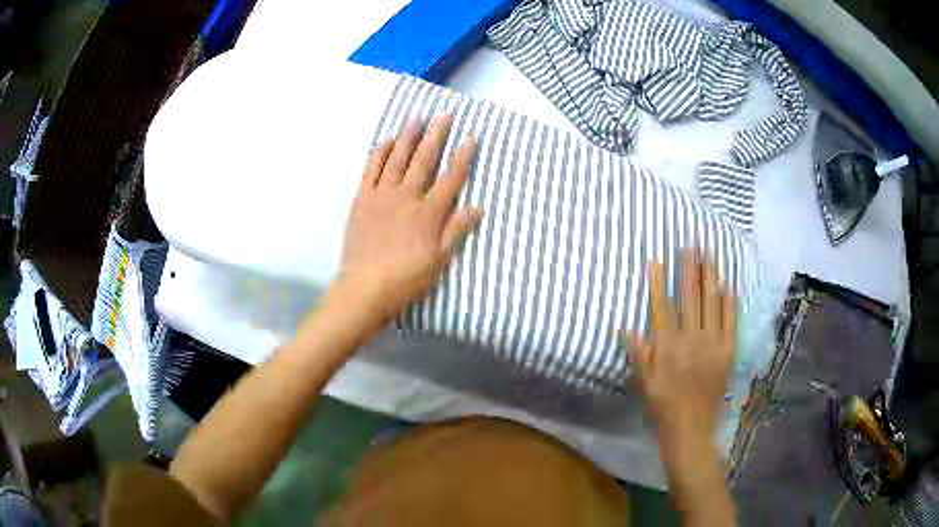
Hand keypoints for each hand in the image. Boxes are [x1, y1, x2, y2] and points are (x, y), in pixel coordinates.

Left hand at [337, 115, 483, 320]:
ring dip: (408, 136)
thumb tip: (477, 208)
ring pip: (397, 158)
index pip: (451, 178)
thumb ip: (456, 231)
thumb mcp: (439, 260)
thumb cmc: (407, 278)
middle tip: (444, 115)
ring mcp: (382, 194)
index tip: (470, 138)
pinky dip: (380, 152)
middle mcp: (407, 196)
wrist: (365, 286)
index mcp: (429, 213)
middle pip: (424, 160)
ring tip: (416, 118)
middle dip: (436, 136)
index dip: (463, 157)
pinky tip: (387, 141)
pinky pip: (371, 168)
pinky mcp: (362, 198)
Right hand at [626, 249, 736, 450]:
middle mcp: (692, 339)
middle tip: (691, 244)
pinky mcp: (729, 351)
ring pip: (713, 303)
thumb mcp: (643, 382)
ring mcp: (713, 343)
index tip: (656, 260)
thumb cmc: (662, 405)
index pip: (662, 306)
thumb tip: (626, 328)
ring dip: (711, 276)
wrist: (691, 427)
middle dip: (690, 268)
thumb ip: (638, 353)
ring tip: (711, 254)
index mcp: (668, 346)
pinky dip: (730, 301)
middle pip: (691, 297)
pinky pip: (731, 320)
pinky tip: (729, 284)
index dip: (658, 282)